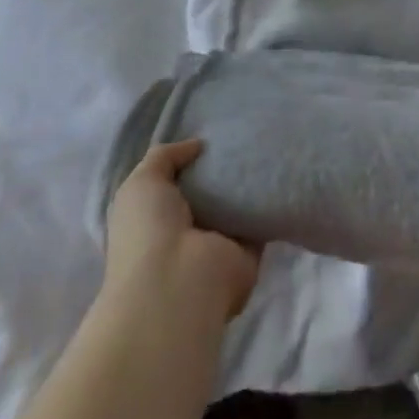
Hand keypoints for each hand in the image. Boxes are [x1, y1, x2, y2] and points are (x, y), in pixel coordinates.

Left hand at [103, 140, 260, 324]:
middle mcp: (187, 235)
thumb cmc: (149, 233)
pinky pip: (261, 218)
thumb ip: (165, 157)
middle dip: (224, 167)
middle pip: (210, 193)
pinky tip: (277, 166)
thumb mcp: (141, 184)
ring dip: (248, 181)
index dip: (191, 161)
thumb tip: (197, 145)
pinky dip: (269, 198)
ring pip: (237, 205)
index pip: (178, 186)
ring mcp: (218, 246)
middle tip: (244, 134)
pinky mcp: (248, 252)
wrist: (179, 284)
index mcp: (157, 222)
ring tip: (264, 143)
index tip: (212, 135)